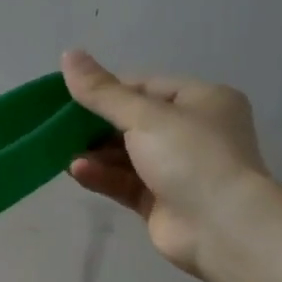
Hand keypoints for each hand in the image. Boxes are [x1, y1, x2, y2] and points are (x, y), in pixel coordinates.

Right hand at [61, 49, 272, 280]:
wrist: (223, 227)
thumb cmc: (191, 157)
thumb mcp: (145, 116)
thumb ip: (103, 92)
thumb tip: (68, 55)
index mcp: (201, 101)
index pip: (145, 87)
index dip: (107, 90)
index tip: (69, 95)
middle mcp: (192, 132)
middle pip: (132, 121)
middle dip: (95, 126)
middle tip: (59, 126)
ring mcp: (176, 169)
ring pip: (125, 154)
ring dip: (95, 153)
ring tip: (64, 153)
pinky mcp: (160, 201)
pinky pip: (124, 182)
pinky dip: (102, 176)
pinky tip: (78, 172)